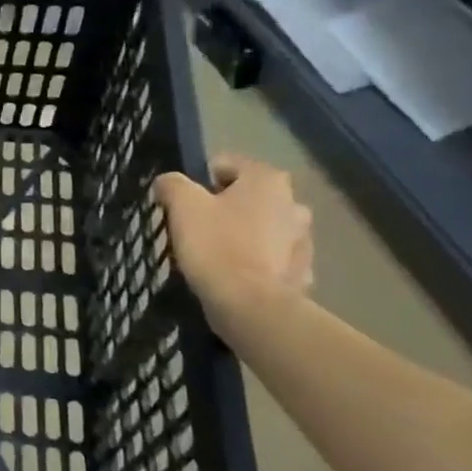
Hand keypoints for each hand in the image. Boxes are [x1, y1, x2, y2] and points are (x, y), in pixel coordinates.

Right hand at [153, 155, 313, 325]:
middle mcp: (294, 204)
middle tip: (197, 228)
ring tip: (214, 254)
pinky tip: (233, 275)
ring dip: (243, 234)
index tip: (184, 203)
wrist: (250, 306)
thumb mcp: (182, 205)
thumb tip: (168, 182)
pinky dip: (255, 262)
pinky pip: (271, 259)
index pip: (226, 164)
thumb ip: (172, 184)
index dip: (199, 180)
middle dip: (225, 207)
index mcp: (267, 180)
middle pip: (247, 197)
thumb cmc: (216, 245)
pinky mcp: (301, 273)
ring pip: (262, 228)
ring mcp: (303, 240)